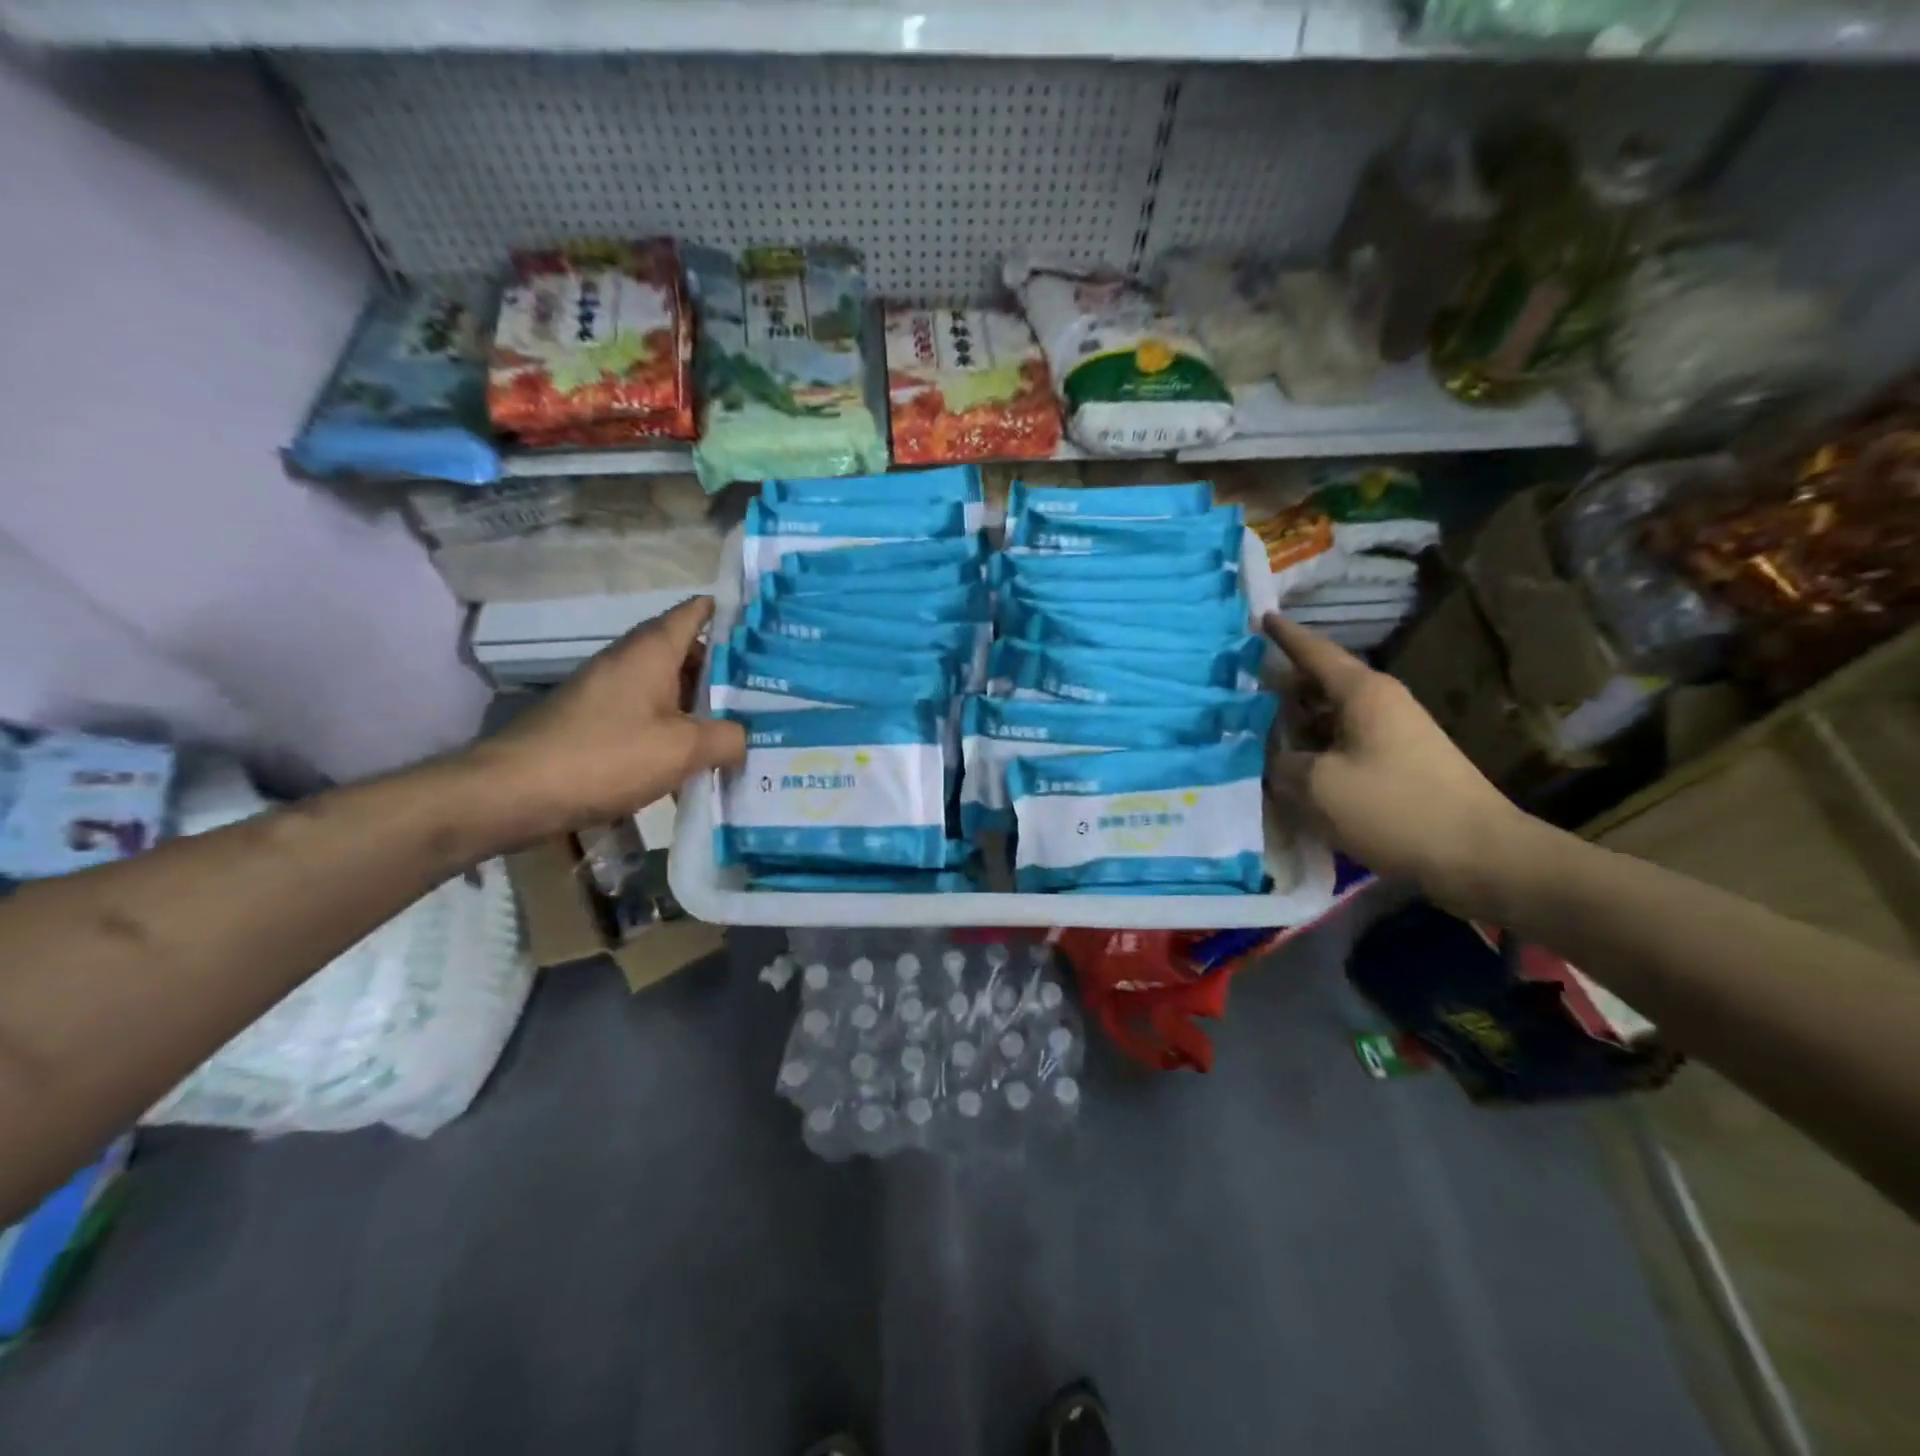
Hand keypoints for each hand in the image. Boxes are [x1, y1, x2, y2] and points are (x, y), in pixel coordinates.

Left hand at [476, 597, 746, 838]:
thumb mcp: (683, 749)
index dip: (728, 614)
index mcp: (651, 651)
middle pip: (685, 653)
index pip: (694, 613)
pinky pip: (646, 716)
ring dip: (699, 707)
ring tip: (739, 729)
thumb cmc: (607, 756)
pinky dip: (672, 731)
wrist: (515, 792)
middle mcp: (628, 661)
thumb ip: (726, 738)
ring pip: (666, 689)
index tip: (763, 628)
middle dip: (724, 671)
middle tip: (766, 691)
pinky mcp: (594, 723)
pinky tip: (693, 762)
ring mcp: (607, 692)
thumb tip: (743, 737)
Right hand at [1264, 613, 1525, 908]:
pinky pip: (1343, 742)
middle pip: (1320, 683)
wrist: (1478, 855)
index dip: (1284, 636)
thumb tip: (1266, 756)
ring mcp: (1392, 733)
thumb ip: (1281, 764)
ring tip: (1253, 730)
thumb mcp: (1319, 786)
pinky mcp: (1397, 763)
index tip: (1259, 617)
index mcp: (1362, 693)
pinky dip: (1314, 747)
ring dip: (1295, 721)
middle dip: (1281, 685)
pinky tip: (1290, 766)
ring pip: (1329, 715)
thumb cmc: (1394, 808)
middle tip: (1238, 688)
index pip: (1315, 652)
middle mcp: (1379, 703)